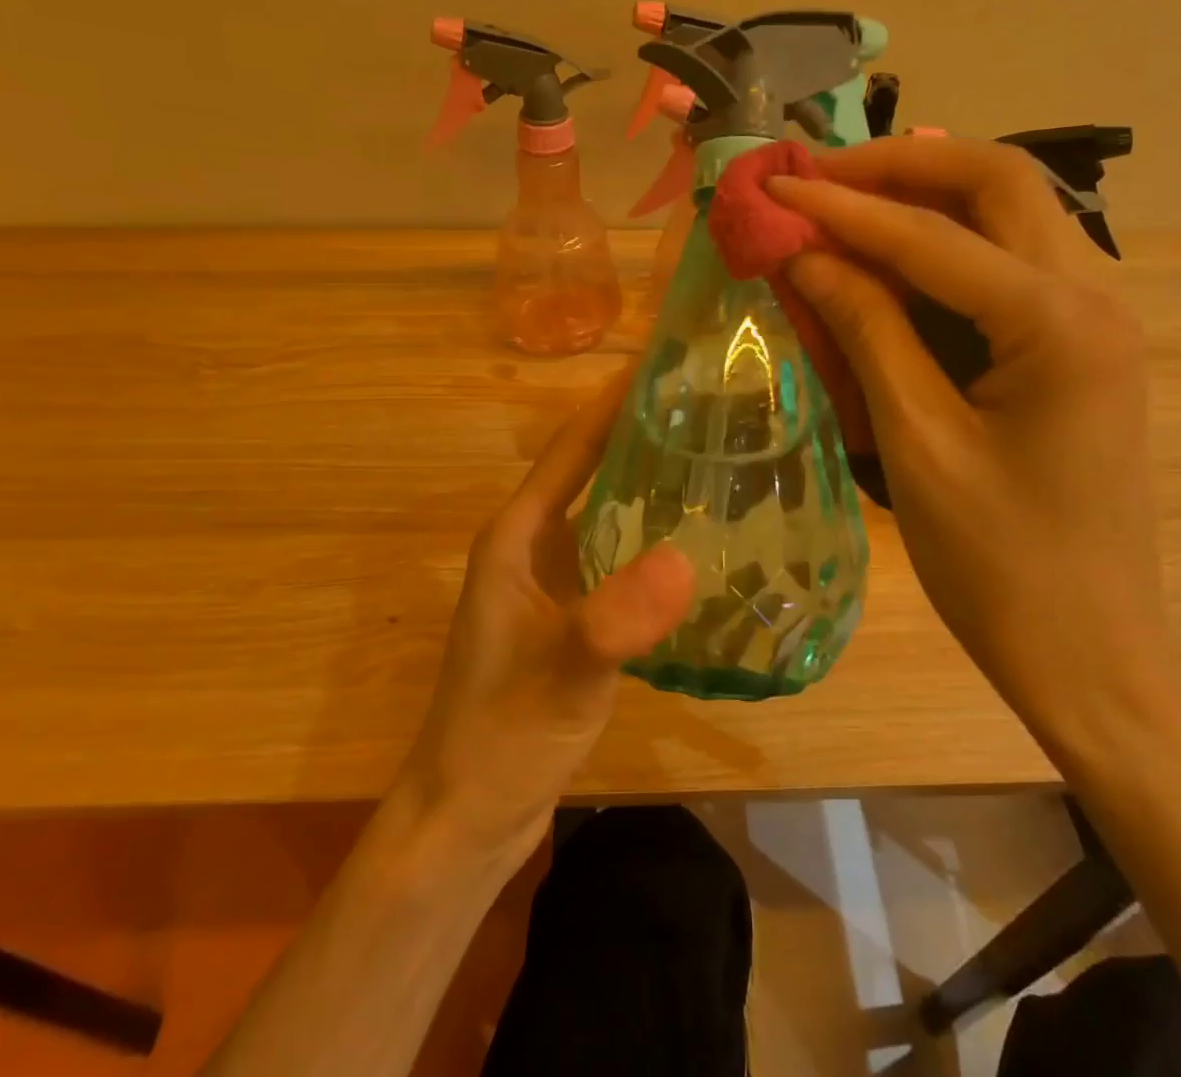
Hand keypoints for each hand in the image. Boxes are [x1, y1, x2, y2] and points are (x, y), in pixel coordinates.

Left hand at [392, 375, 694, 871]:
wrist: (468, 819)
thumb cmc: (500, 739)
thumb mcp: (561, 678)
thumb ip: (613, 622)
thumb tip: (683, 560)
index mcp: (517, 537)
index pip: (571, 448)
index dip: (613, 402)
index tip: (664, 361)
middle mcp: (531, 547)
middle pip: (591, 469)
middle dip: (640, 431)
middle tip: (707, 404)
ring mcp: (550, 583)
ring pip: (606, 511)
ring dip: (648, 480)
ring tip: (712, 455)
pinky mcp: (570, 616)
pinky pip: (616, 555)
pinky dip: (651, 535)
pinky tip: (695, 539)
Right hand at [768, 136, 1180, 737]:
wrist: (1087, 652)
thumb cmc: (998, 563)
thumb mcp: (915, 441)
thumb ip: (864, 329)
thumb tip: (804, 252)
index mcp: (1059, 324)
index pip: (933, 235)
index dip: (844, 206)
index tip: (775, 186)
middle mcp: (1094, 296)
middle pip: (996, 183)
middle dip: (900, 168)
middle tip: (819, 176)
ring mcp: (1094, 318)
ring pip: (1008, 213)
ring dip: (924, 196)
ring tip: (843, 201)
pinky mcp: (1076, 345)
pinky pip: (1007, 263)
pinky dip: (944, 245)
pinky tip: (890, 257)